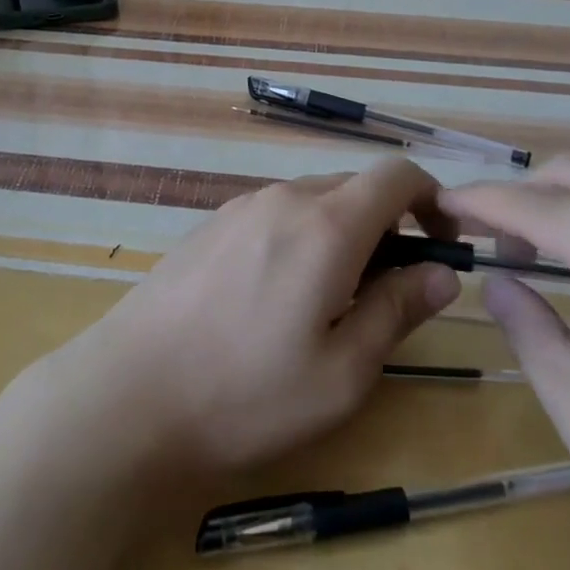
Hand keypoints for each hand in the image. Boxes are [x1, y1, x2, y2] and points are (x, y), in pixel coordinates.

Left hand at [51, 160, 460, 481]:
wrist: (127, 394)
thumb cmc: (245, 394)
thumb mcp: (341, 373)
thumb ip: (397, 311)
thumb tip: (442, 272)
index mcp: (326, 225)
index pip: (396, 175)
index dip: (431, 199)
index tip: (441, 243)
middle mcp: (283, 198)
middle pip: (355, 187)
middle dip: (387, 226)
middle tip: (388, 294)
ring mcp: (240, 208)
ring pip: (313, 201)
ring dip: (342, 234)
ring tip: (331, 304)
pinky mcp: (210, 226)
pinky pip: (275, 215)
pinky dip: (301, 238)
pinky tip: (276, 298)